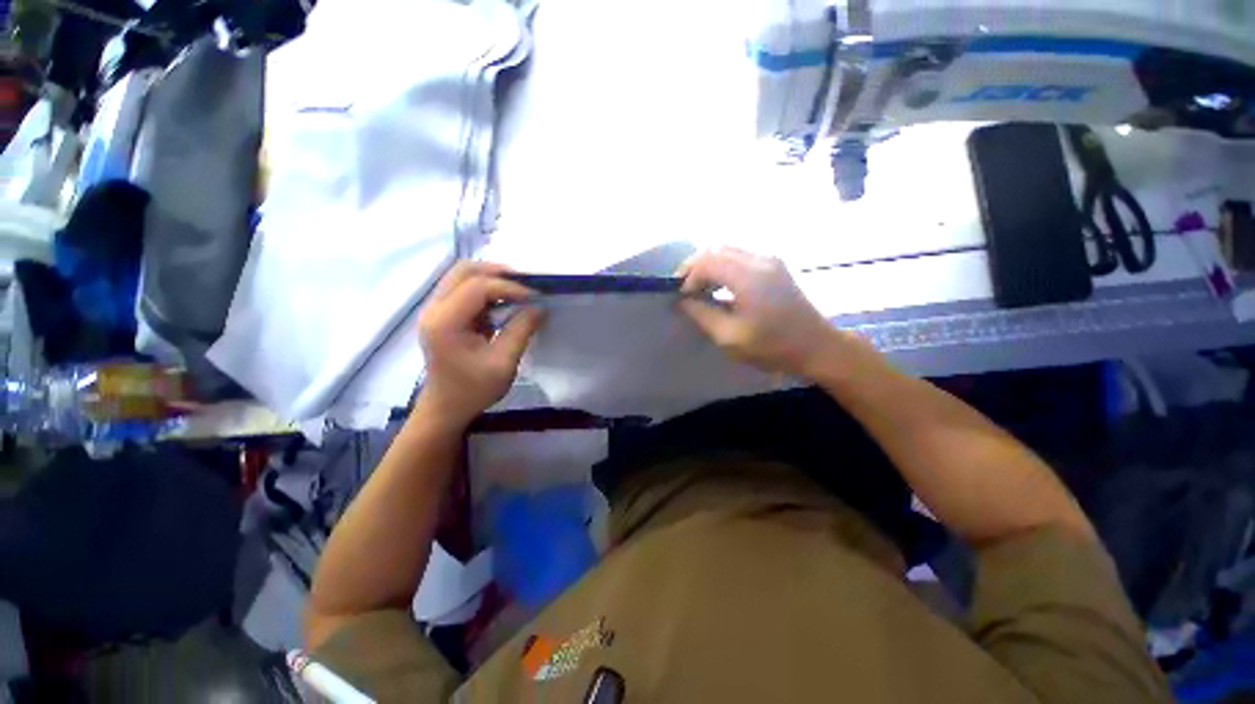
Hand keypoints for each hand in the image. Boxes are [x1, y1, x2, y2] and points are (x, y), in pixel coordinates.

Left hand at [417, 262, 544, 426]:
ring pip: (462, 275)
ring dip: (492, 278)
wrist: (446, 407)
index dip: (509, 287)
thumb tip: (540, 306)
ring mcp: (435, 309)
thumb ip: (521, 330)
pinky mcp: (442, 313)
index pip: (477, 287)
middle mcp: (434, 308)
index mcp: (445, 322)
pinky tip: (504, 300)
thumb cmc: (474, 390)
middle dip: (498, 272)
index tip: (535, 297)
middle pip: (463, 270)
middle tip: (526, 283)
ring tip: (518, 290)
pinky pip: (463, 288)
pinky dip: (486, 288)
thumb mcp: (504, 362)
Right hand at [678, 248, 845, 376]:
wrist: (818, 347)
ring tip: (699, 289)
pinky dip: (723, 267)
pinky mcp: (775, 266)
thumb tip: (682, 301)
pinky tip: (719, 287)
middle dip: (695, 268)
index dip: (688, 276)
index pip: (706, 261)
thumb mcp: (730, 337)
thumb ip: (702, 315)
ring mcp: (770, 260)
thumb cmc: (773, 347)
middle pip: (716, 250)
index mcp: (749, 277)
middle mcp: (760, 260)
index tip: (681, 298)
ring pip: (727, 251)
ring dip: (709, 266)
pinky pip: (740, 257)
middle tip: (685, 290)